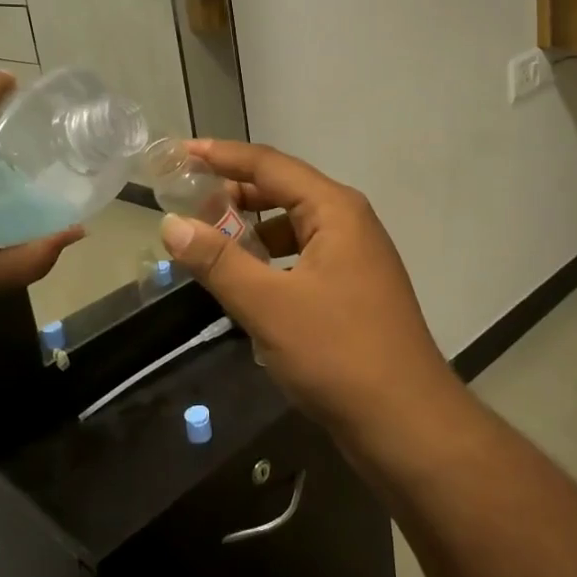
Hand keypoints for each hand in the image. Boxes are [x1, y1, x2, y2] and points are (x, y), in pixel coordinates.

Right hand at [158, 140, 456, 441]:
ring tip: (206, 244)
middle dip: (234, 195)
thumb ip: (218, 261)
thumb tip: (171, 224)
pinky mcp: (352, 291)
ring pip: (292, 229)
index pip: (270, 166)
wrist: (406, 423)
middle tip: (185, 202)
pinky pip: (301, 260)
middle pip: (283, 192)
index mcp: (335, 210)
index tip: (181, 153)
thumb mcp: (269, 305)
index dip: (223, 156)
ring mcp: (354, 259)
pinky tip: (243, 284)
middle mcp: (348, 224)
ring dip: (250, 232)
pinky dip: (269, 262)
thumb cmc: (338, 353)